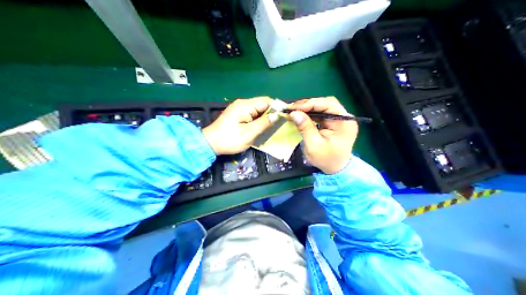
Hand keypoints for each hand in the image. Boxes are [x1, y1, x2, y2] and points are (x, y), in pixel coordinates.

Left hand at [202, 97, 279, 156]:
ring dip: (265, 118)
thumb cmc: (230, 139)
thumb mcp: (249, 133)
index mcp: (245, 105)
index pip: (267, 101)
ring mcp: (239, 109)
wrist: (209, 144)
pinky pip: (252, 115)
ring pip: (258, 110)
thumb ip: (264, 123)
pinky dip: (259, 120)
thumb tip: (277, 115)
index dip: (277, 108)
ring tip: (274, 128)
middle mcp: (243, 104)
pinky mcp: (237, 115)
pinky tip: (263, 128)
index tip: (286, 117)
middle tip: (281, 125)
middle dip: (272, 114)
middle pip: (263, 105)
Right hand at [287, 97, 356, 174]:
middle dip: (308, 105)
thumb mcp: (314, 145)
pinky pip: (321, 113)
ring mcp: (340, 119)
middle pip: (325, 103)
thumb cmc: (326, 160)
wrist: (336, 170)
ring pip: (323, 107)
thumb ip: (305, 128)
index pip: (328, 104)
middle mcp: (344, 117)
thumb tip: (294, 113)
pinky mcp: (334, 122)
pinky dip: (310, 114)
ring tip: (294, 111)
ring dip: (308, 108)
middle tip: (292, 108)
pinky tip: (301, 115)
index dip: (310, 103)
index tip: (294, 107)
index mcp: (344, 122)